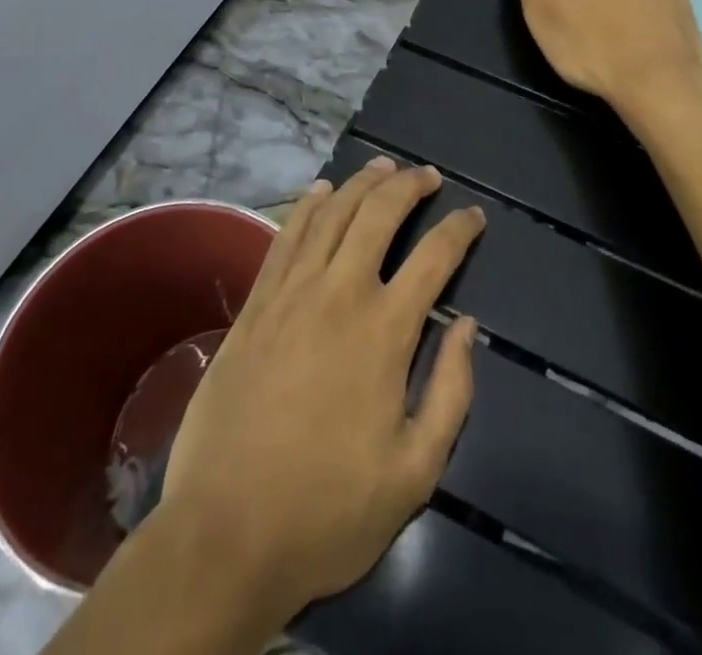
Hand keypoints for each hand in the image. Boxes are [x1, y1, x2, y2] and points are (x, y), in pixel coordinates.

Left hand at [159, 159, 484, 621]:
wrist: (227, 534)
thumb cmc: (329, 510)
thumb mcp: (415, 472)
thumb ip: (451, 391)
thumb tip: (467, 326)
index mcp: (385, 330)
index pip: (435, 256)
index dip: (460, 228)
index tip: (474, 215)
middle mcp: (340, 293)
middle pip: (380, 214)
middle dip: (409, 185)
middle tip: (428, 176)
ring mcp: (292, 293)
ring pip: (333, 213)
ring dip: (362, 183)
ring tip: (383, 167)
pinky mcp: (256, 304)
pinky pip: (287, 237)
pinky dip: (308, 206)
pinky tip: (321, 191)